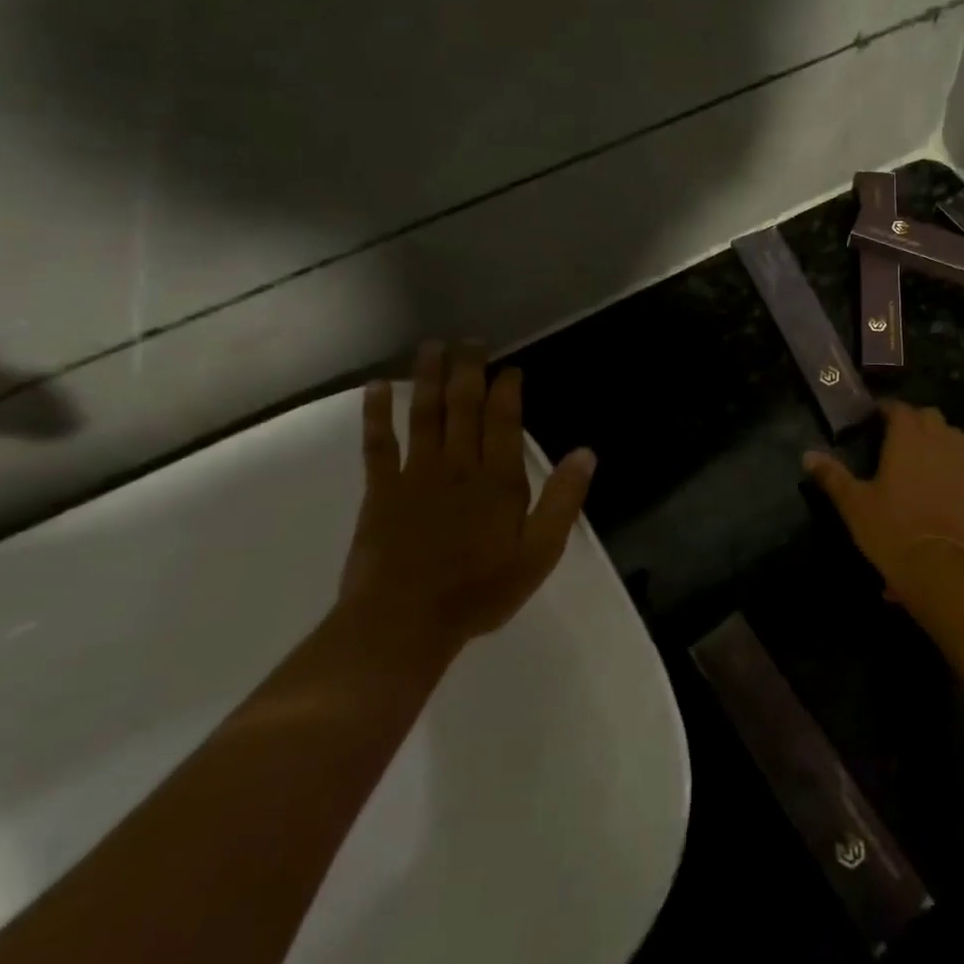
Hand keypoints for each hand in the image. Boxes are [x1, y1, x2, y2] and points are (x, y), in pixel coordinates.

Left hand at [341, 342, 596, 652]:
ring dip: (428, 378)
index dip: (507, 389)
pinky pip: (378, 444)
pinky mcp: (380, 490)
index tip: (510, 367)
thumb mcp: (540, 552)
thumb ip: (563, 499)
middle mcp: (457, 465)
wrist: (404, 622)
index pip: (504, 420)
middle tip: (470, 340)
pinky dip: (376, 414)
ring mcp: (415, 474)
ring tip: (431, 347)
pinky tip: (376, 387)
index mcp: (498, 479)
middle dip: (468, 370)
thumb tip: (587, 452)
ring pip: (424, 414)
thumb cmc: (480, 590)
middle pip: (463, 406)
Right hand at [804, 400, 963, 587]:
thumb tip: (807, 455)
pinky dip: (955, 466)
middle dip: (915, 420)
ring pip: (954, 436)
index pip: (899, 408)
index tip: (876, 418)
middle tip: (898, 437)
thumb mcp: (854, 503)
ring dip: (939, 438)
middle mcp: (939, 441)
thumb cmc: (891, 528)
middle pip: (930, 416)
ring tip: (923, 457)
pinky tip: (944, 483)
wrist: (940, 565)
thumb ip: (832, 475)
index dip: (887, 410)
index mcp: (907, 438)